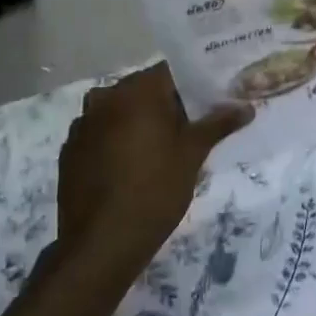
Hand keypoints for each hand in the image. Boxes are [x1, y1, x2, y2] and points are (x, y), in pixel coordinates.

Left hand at [56, 63, 250, 282]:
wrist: (100, 244)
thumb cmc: (155, 191)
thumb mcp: (192, 155)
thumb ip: (218, 124)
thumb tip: (245, 106)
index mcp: (137, 91)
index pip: (171, 71)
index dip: (194, 83)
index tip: (212, 99)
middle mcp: (105, 98)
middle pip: (144, 89)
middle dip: (168, 103)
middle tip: (194, 126)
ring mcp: (82, 124)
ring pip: (120, 111)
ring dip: (140, 121)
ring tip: (163, 148)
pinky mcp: (70, 150)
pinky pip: (101, 133)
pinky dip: (117, 140)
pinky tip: (131, 166)